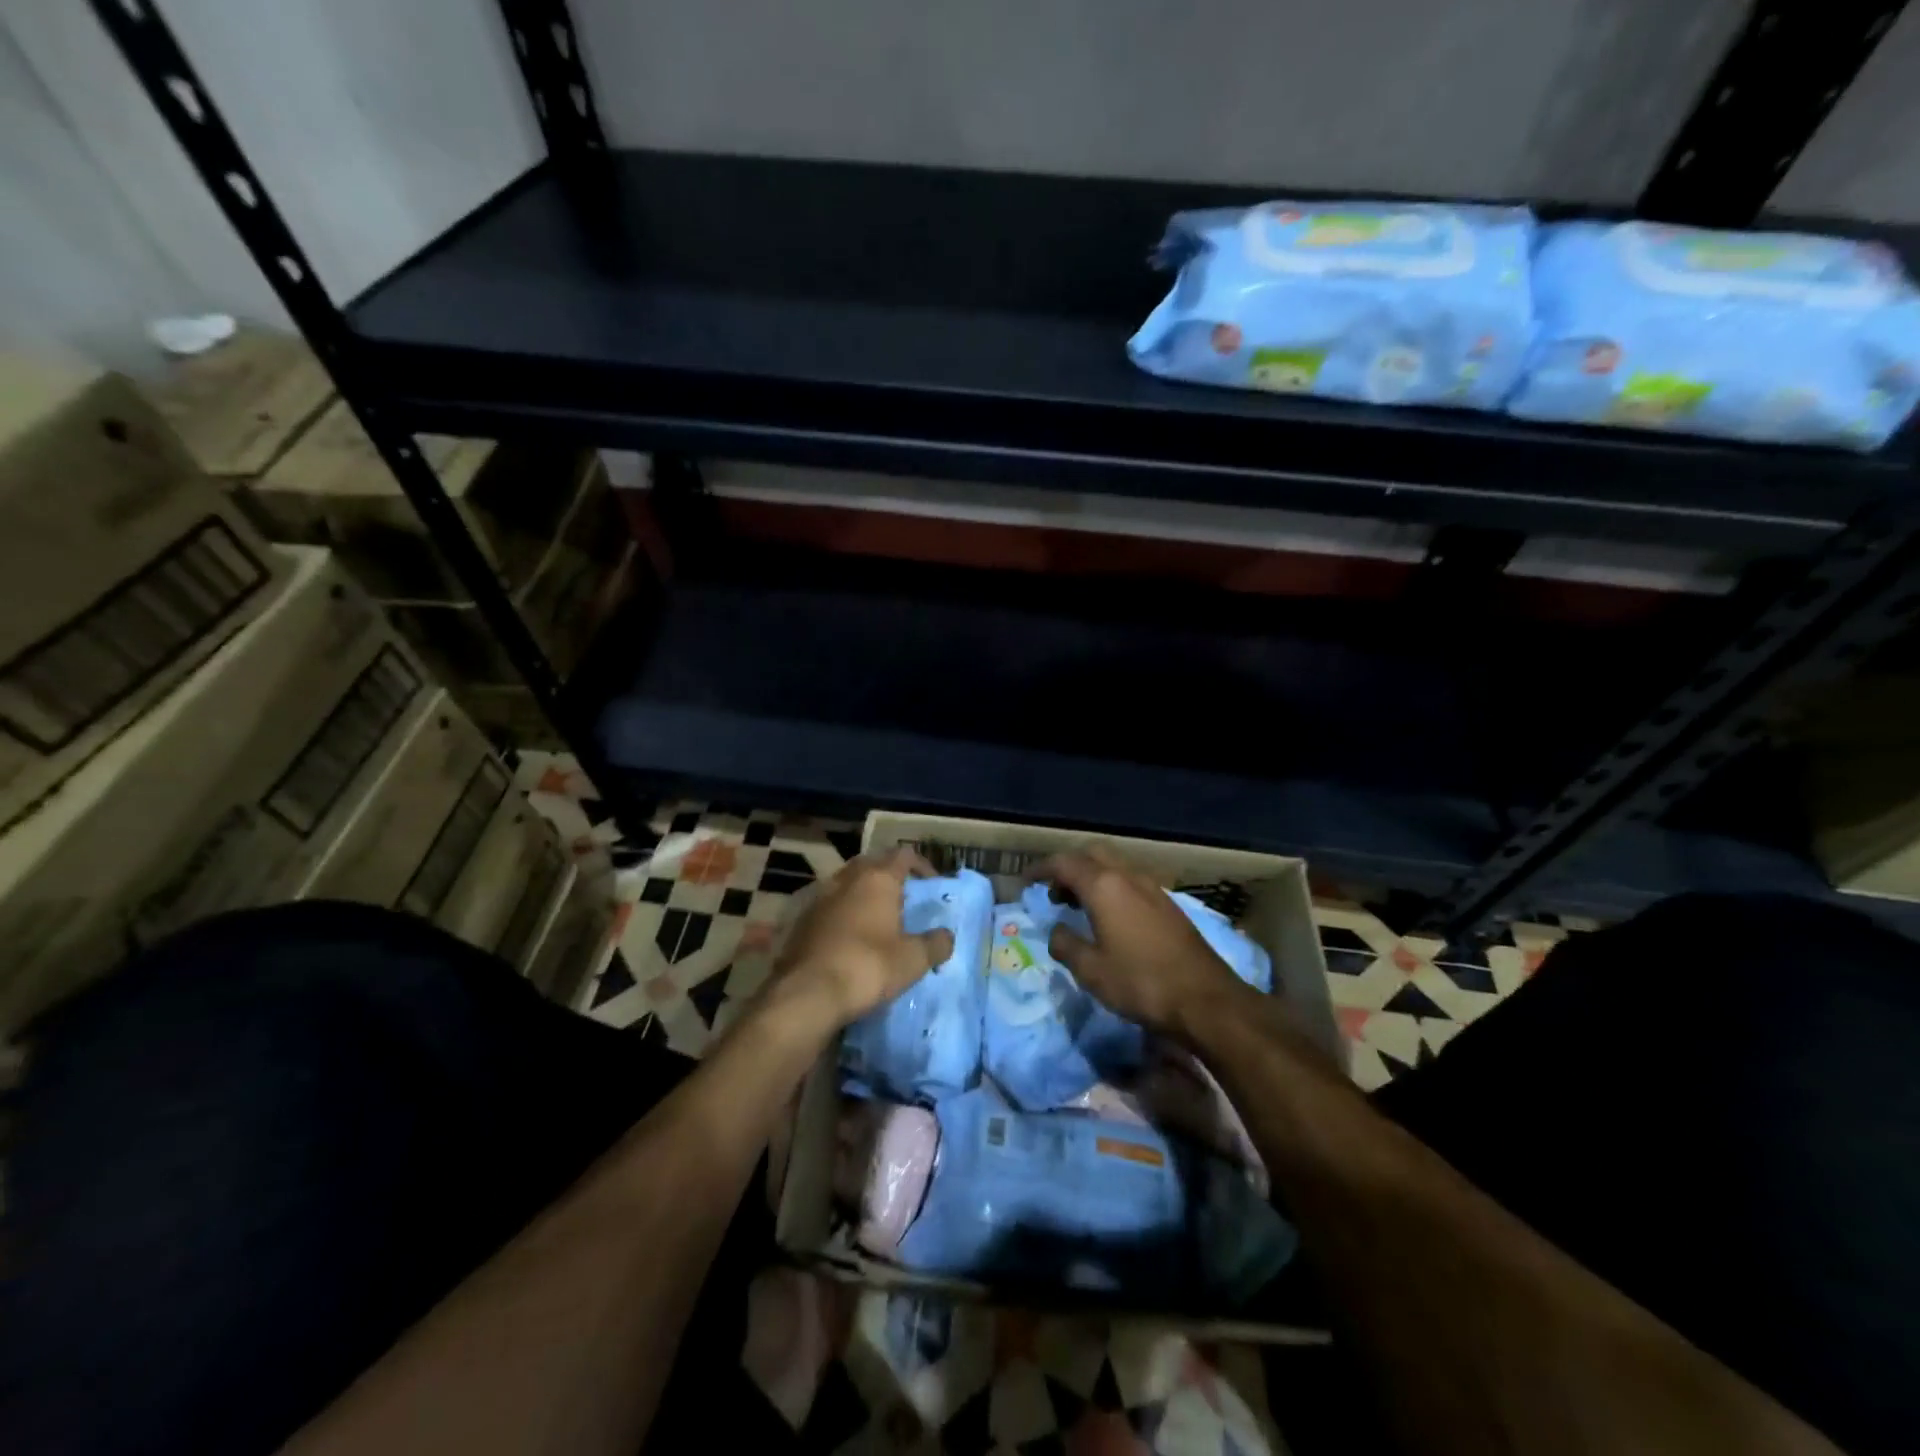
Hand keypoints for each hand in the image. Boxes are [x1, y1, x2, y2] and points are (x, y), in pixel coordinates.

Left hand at [769, 847, 955, 1032]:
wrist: (807, 994)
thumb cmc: (868, 967)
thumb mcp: (913, 960)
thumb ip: (935, 944)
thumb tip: (947, 936)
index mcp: (877, 879)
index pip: (903, 855)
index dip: (921, 865)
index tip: (932, 884)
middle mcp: (846, 879)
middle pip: (872, 863)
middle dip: (889, 875)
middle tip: (904, 897)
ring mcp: (820, 898)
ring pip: (847, 883)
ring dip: (863, 893)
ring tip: (878, 917)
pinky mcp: (801, 921)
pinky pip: (830, 906)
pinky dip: (844, 913)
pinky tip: (851, 937)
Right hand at [1031, 844, 1248, 1040]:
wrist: (1206, 999)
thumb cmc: (1141, 983)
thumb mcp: (1091, 971)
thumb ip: (1065, 945)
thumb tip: (1056, 930)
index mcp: (1104, 886)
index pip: (1064, 863)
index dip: (1041, 869)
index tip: (1025, 880)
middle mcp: (1128, 877)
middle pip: (1092, 854)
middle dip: (1068, 866)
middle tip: (1053, 892)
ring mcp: (1152, 888)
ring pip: (1114, 866)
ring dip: (1091, 876)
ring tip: (1076, 905)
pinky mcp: (1167, 904)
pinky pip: (1129, 881)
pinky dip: (1110, 887)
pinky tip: (1108, 917)